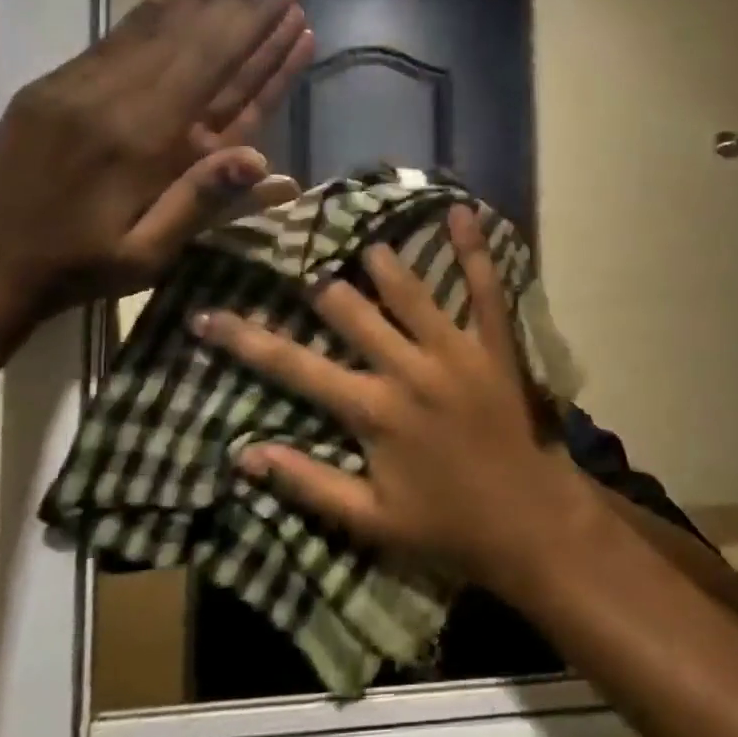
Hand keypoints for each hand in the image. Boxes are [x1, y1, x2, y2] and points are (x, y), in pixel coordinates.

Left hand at [0, 0, 311, 315]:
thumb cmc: (79, 268)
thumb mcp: (147, 255)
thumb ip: (200, 202)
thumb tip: (261, 158)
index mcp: (143, 142)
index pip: (216, 72)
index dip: (257, 32)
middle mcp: (114, 101)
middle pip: (191, 40)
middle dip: (241, 1)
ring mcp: (78, 86)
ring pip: (154, 31)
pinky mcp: (53, 86)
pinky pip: (111, 39)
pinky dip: (148, 13)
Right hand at [193, 207, 598, 588]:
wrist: (528, 520)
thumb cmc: (446, 525)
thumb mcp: (368, 521)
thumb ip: (307, 483)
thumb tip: (243, 453)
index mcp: (371, 410)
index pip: (294, 365)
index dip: (245, 339)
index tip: (209, 314)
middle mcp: (408, 369)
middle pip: (350, 312)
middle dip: (319, 289)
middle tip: (300, 263)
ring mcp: (455, 350)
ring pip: (409, 291)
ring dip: (381, 263)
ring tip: (362, 240)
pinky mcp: (495, 345)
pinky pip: (485, 289)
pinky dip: (473, 249)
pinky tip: (461, 211)